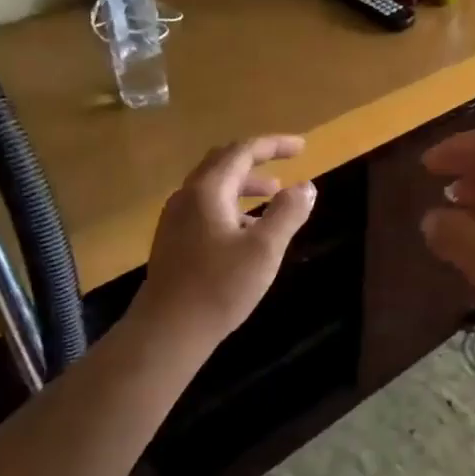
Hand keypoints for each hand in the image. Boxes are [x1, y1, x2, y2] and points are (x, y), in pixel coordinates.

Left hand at [138, 135, 315, 345]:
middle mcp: (187, 197)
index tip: (302, 147)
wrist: (168, 330)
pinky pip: (207, 207)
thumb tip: (306, 186)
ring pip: (214, 186)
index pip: (242, 152)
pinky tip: (248, 228)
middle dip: (256, 159)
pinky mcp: (174, 241)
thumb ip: (288, 213)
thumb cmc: (220, 286)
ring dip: (245, 184)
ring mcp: (176, 219)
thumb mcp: (265, 249)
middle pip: (222, 162)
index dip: (274, 145)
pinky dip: (232, 204)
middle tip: (286, 161)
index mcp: (208, 191)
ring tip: (273, 194)